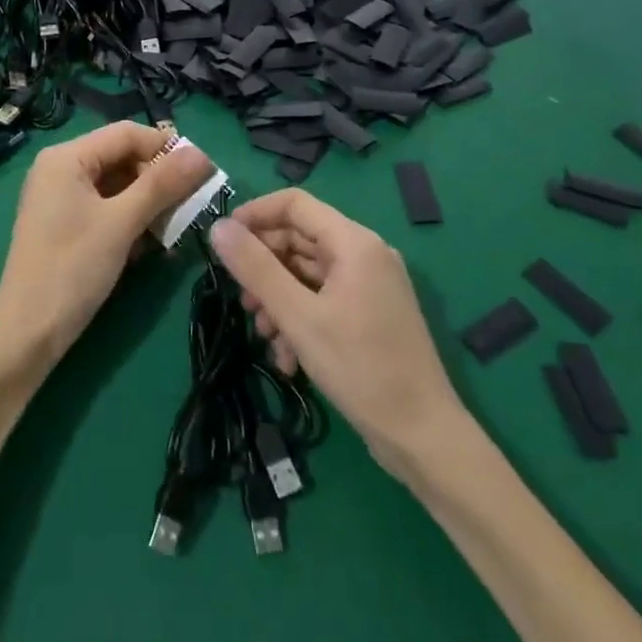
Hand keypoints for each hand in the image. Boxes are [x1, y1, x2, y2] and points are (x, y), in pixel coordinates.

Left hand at [0, 123, 211, 374]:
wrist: (28, 332)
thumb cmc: (73, 268)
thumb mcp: (122, 223)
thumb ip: (162, 185)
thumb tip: (202, 154)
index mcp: (67, 157)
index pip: (126, 133)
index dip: (166, 148)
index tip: (204, 173)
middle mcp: (60, 168)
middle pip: (121, 157)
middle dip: (158, 179)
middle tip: (192, 205)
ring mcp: (60, 197)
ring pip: (117, 185)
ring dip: (148, 203)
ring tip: (174, 228)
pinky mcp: (65, 223)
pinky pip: (105, 207)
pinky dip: (130, 219)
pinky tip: (150, 244)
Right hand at [210, 190, 463, 478]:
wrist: (423, 438)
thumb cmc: (361, 368)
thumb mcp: (298, 317)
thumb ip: (256, 268)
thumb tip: (218, 228)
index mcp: (354, 242)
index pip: (294, 204)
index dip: (254, 215)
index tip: (224, 241)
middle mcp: (365, 254)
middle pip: (299, 239)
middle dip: (264, 268)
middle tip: (241, 300)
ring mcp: (370, 285)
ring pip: (307, 273)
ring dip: (278, 299)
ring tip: (263, 334)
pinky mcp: (370, 314)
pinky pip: (323, 299)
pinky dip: (300, 318)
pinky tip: (287, 358)